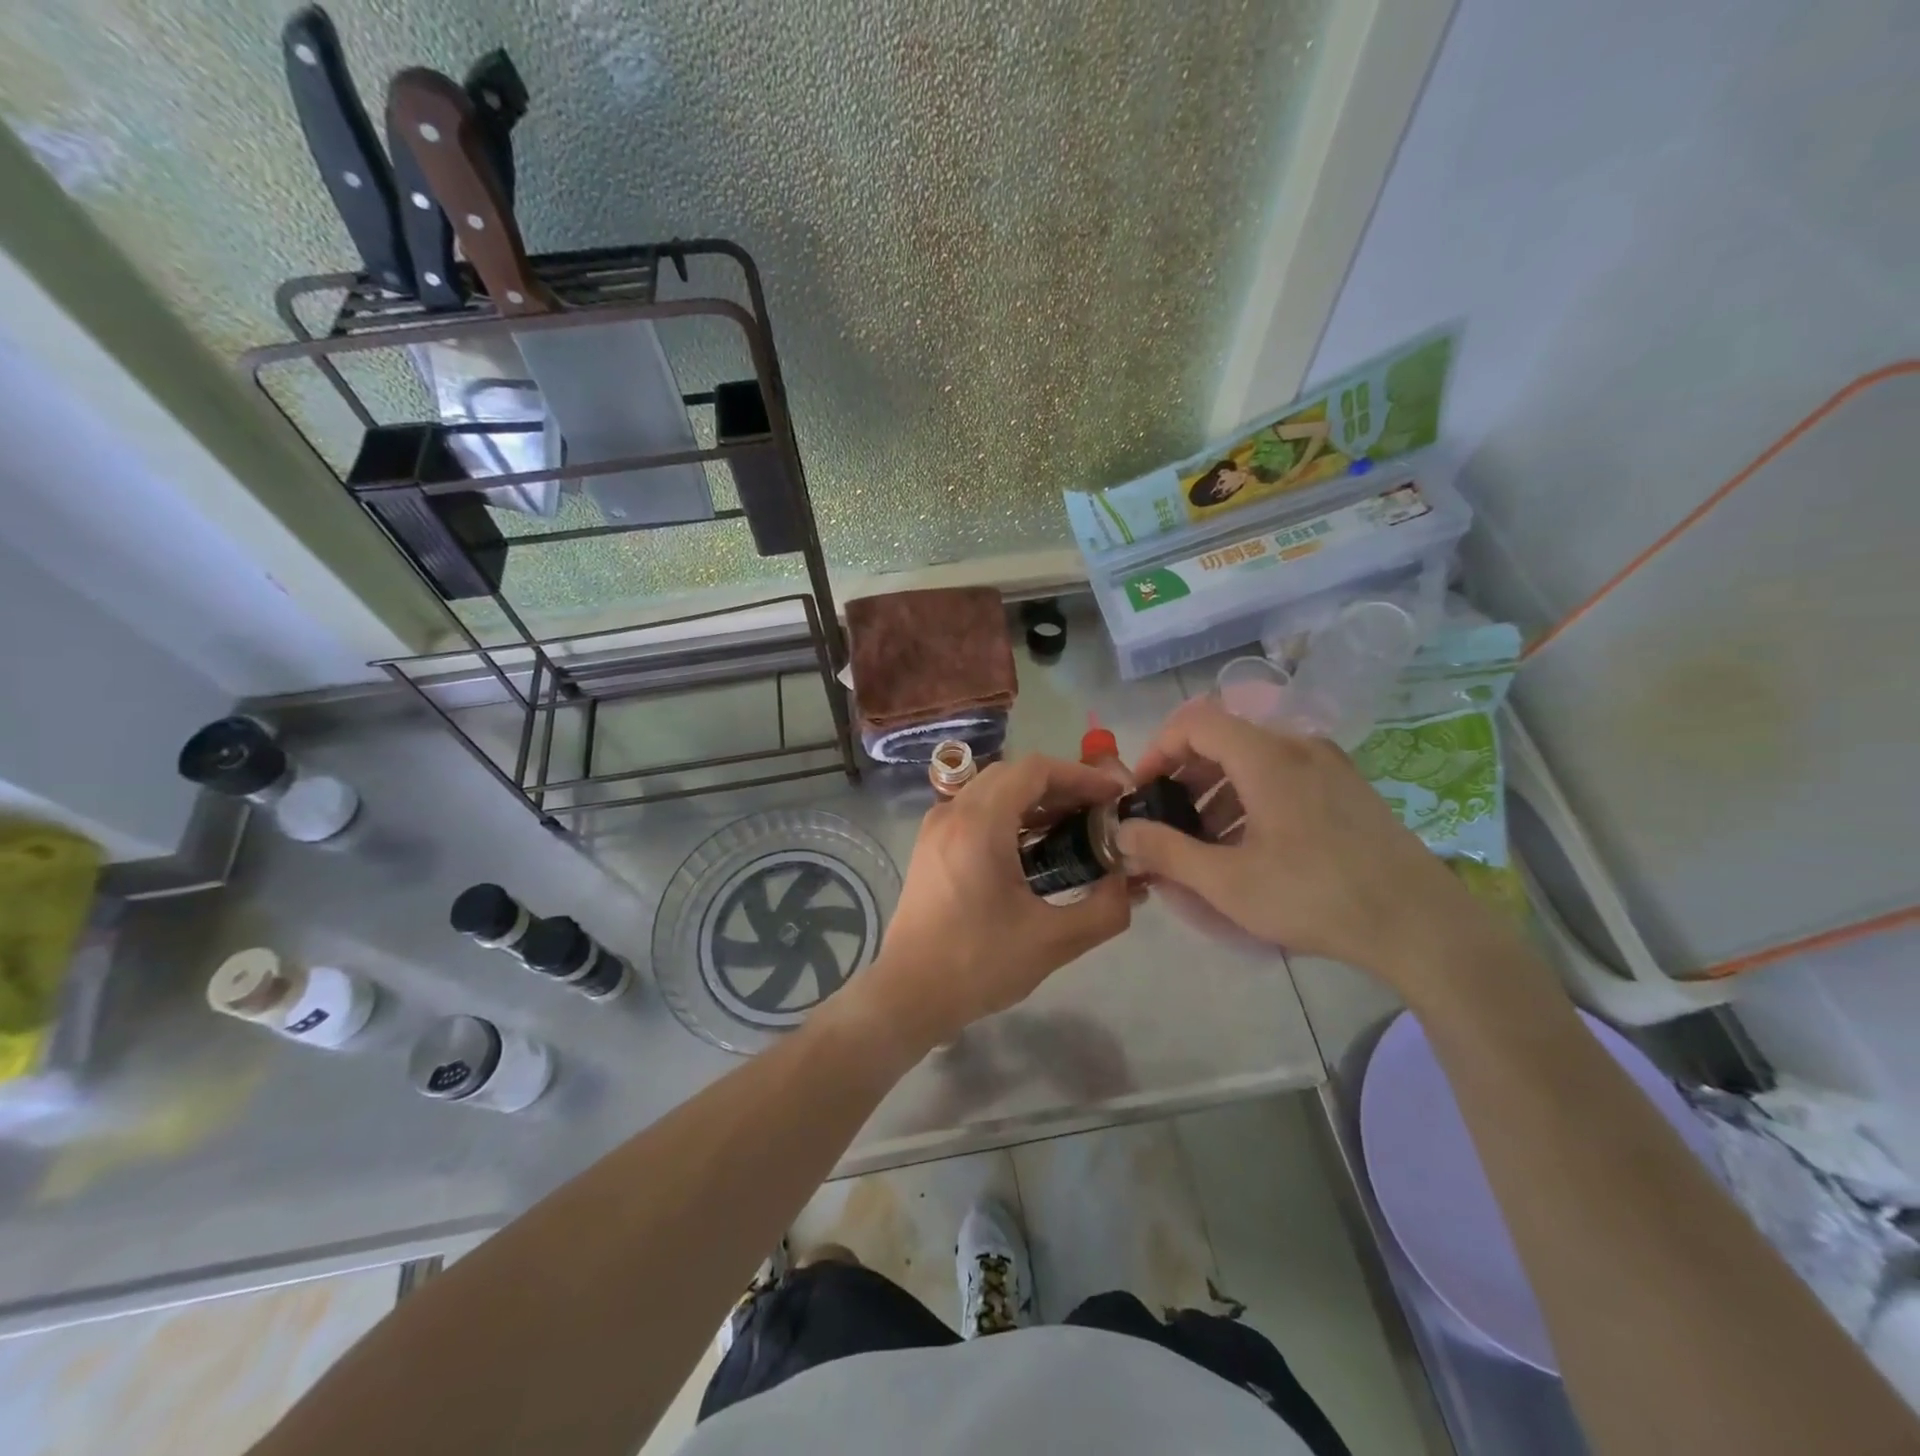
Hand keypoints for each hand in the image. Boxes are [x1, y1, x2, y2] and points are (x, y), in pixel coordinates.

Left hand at [855, 754, 1131, 1050]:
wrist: (908, 993)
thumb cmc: (978, 964)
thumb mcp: (1053, 941)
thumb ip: (1105, 909)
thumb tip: (1128, 883)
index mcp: (980, 824)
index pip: (1035, 770)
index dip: (1080, 776)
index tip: (1113, 796)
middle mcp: (953, 812)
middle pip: (1013, 774)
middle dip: (1061, 786)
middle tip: (1097, 812)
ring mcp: (936, 827)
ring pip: (992, 790)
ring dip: (1034, 800)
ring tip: (1073, 828)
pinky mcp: (930, 846)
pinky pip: (975, 810)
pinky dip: (1009, 815)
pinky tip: (1034, 848)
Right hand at [1118, 697, 1500, 992]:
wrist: (1421, 925)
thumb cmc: (1316, 896)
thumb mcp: (1228, 882)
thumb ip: (1166, 851)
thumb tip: (1123, 832)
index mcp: (1267, 757)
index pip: (1195, 721)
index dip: (1158, 749)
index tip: (1143, 791)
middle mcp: (1298, 746)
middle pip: (1223, 738)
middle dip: (1184, 776)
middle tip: (1167, 820)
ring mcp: (1329, 765)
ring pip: (1253, 760)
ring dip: (1215, 791)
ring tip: (1203, 843)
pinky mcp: (1347, 789)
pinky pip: (1282, 776)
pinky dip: (1250, 799)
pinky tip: (1249, 847)